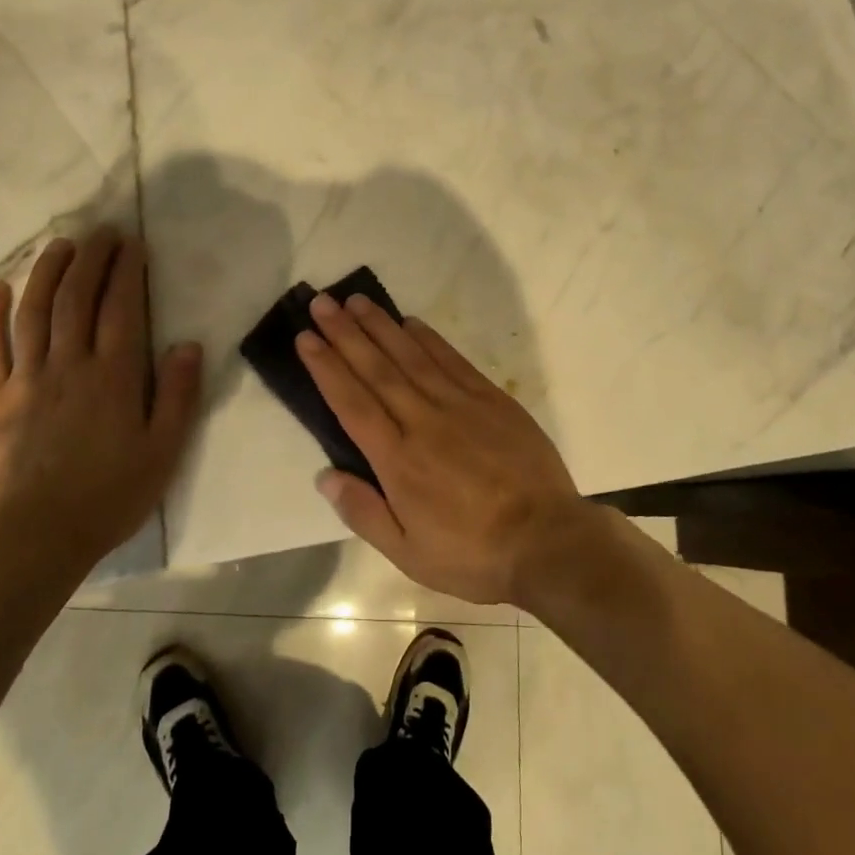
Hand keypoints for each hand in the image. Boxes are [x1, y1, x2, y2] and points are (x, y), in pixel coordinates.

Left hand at [0, 227, 201, 569]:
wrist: (32, 541)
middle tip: (101, 231)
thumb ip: (178, 395)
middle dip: (91, 258)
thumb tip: (188, 344)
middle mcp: (69, 364)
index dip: (127, 271)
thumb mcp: (163, 452)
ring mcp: (25, 379)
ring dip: (48, 273)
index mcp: (114, 376)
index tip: (132, 243)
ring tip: (60, 245)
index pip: (122, 308)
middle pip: (79, 298)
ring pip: (35, 312)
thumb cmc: (108, 497)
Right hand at [297, 292, 586, 604]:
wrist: (548, 540)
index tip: (306, 338)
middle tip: (322, 303)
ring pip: (411, 356)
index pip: (352, 403)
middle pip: (377, 370)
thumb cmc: (473, 554)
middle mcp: (423, 421)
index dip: (326, 368)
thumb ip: (364, 513)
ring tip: (356, 301)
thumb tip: (324, 475)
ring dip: (381, 326)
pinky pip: (452, 360)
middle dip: (345, 334)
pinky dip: (429, 339)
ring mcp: (460, 405)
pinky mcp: (491, 399)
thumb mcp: (409, 554)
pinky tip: (411, 322)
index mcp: (398, 460)